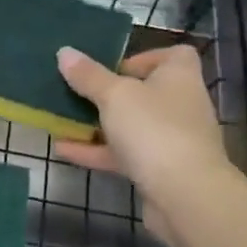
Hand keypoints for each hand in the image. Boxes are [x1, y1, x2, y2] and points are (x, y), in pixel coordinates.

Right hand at [53, 44, 240, 246]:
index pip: (174, 55)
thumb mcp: (114, 96)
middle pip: (145, 92)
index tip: (115, 66)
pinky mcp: (158, 170)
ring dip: (98, 124)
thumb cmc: (153, 129)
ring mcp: (170, 140)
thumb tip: (64, 52)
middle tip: (79, 93)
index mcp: (179, 78)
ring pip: (131, 126)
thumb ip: (88, 76)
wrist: (184, 195)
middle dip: (110, 94)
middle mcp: (180, 106)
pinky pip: (123, 155)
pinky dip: (96, 151)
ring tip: (62, 121)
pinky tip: (63, 149)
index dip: (145, 57)